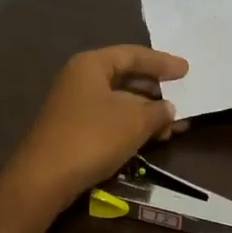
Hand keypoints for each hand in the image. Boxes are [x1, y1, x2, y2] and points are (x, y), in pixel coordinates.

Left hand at [1, 46, 189, 209]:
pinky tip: (151, 137)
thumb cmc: (93, 137)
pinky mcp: (73, 129)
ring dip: (146, 111)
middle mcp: (79, 79)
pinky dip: (131, 125)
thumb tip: (168, 109)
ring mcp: (73, 105)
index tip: (186, 70)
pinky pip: (110, 118)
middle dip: (155, 90)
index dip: (162, 62)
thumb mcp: (134, 121)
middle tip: (182, 96)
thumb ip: (157, 111)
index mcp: (91, 65)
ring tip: (174, 125)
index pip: (132, 55)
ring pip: (118, 101)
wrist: (45, 178)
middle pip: (124, 76)